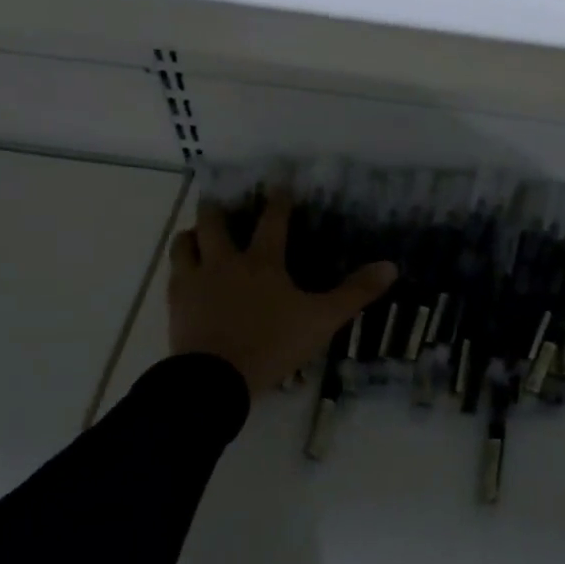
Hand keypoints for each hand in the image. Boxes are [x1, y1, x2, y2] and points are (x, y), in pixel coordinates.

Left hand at [168, 192, 396, 399]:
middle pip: (214, 223)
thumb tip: (390, 266)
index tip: (279, 184)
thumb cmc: (272, 344)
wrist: (215, 379)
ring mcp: (195, 281)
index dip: (278, 200)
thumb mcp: (321, 320)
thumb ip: (355, 293)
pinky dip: (180, 268)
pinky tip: (183, 274)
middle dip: (217, 209)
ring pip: (184, 244)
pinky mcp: (176, 303)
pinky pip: (173, 276)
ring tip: (197, 235)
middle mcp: (225, 262)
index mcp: (262, 262)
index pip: (272, 221)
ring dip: (192, 235)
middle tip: (219, 203)